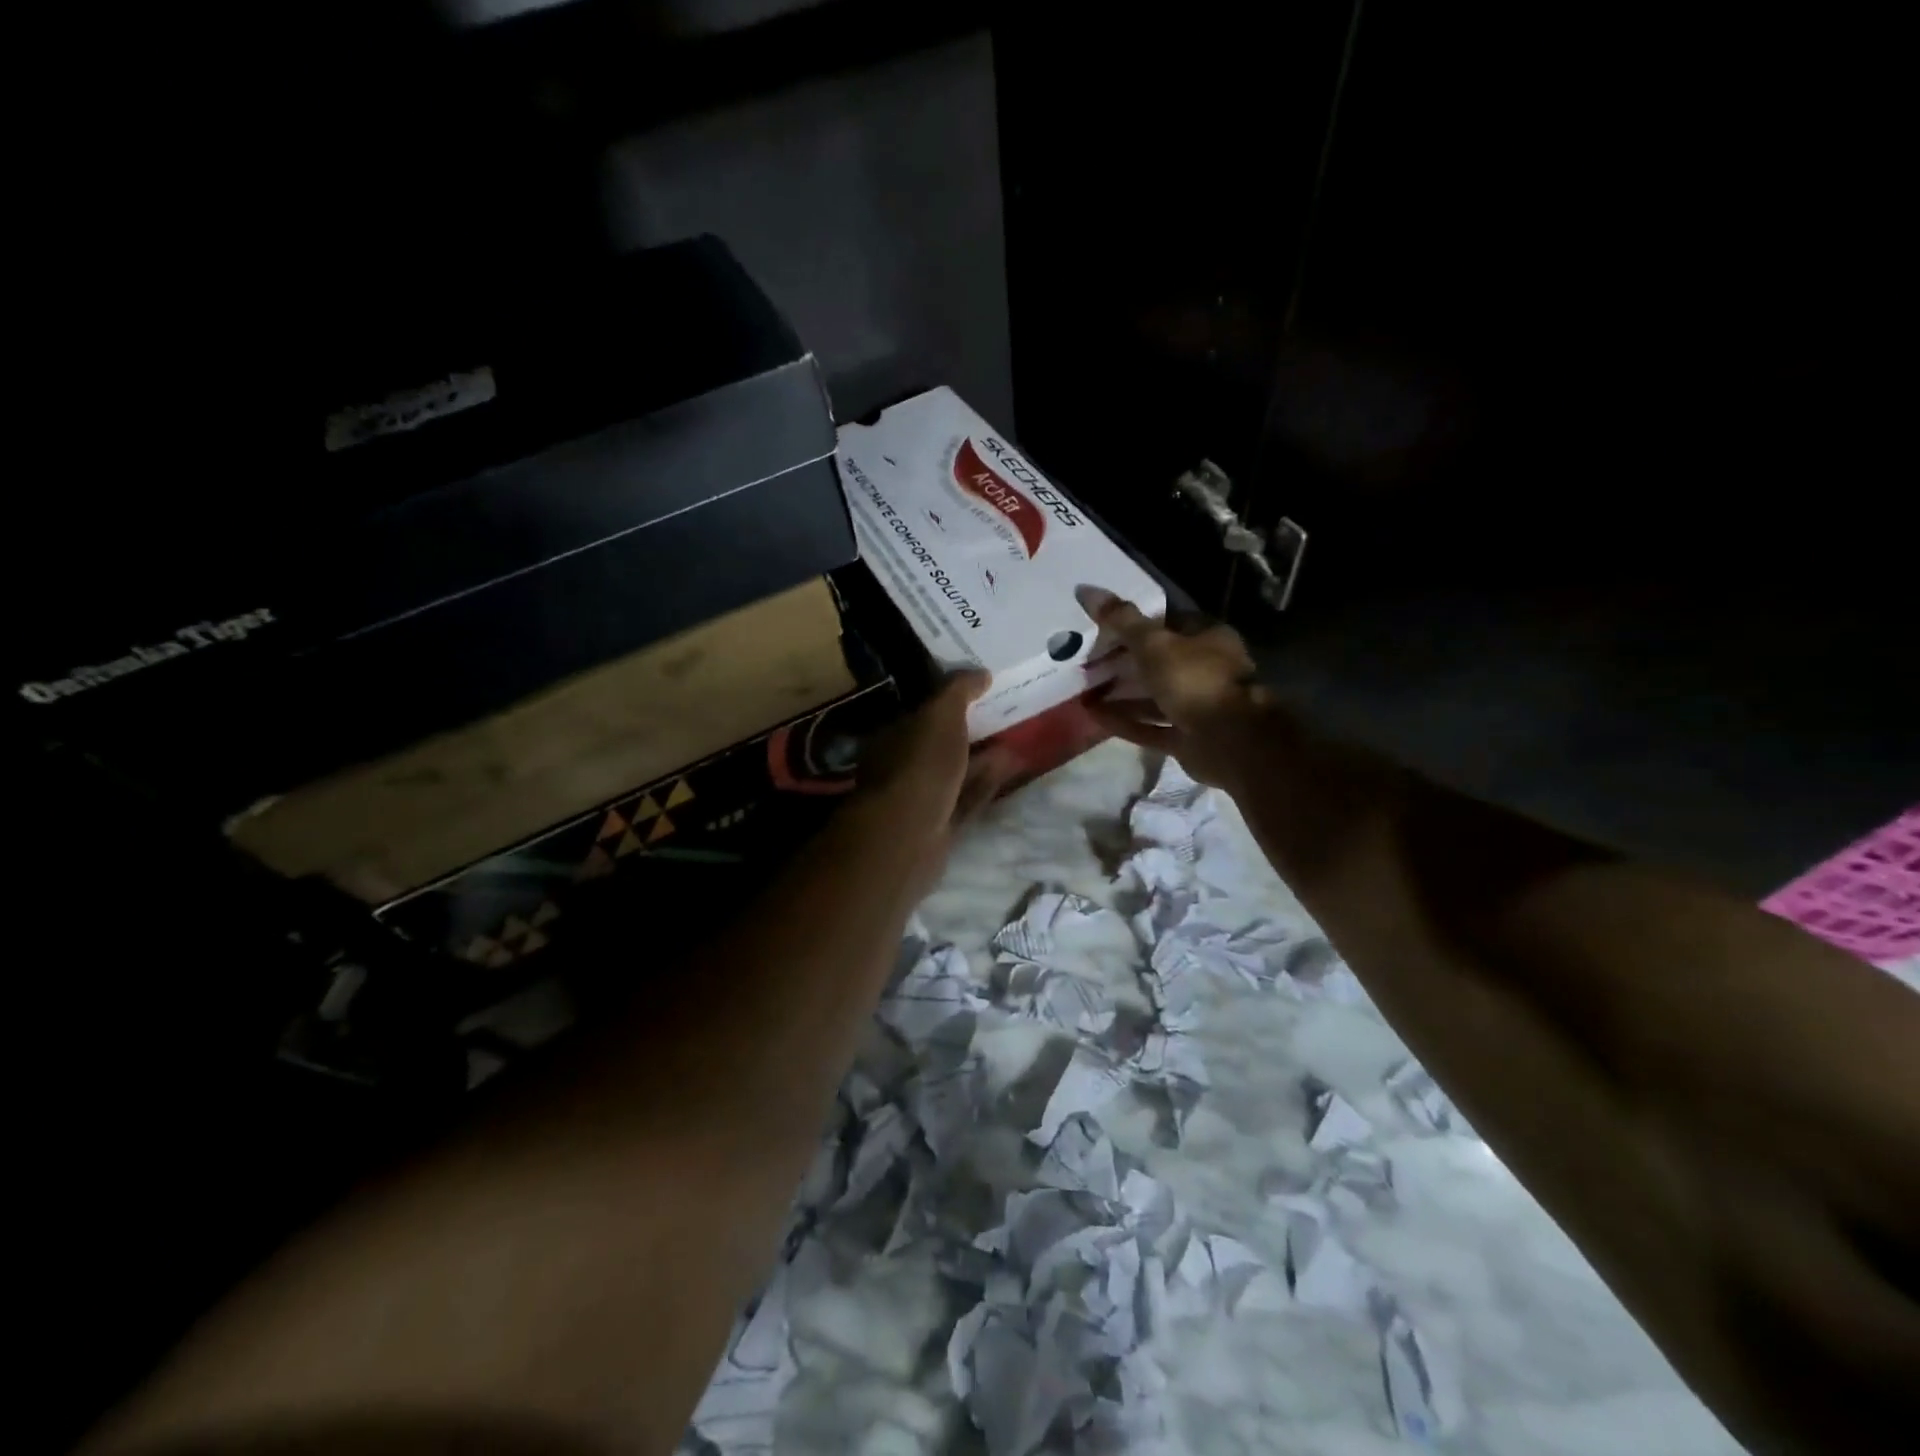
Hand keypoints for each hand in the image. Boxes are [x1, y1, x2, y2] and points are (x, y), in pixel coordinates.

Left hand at [850, 671, 1012, 897]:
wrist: (910, 834)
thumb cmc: (919, 765)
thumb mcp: (940, 715)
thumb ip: (958, 691)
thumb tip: (981, 673)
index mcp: (893, 735)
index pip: (921, 710)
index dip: (949, 698)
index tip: (981, 687)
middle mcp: (903, 765)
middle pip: (940, 742)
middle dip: (969, 729)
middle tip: (1004, 712)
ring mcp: (921, 797)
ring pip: (956, 771)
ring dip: (983, 757)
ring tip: (1016, 737)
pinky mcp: (942, 824)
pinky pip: (968, 797)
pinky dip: (988, 782)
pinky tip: (1011, 767)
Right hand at [1078, 587, 1272, 789]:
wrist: (1231, 741)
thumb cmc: (1195, 680)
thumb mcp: (1154, 644)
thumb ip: (1122, 620)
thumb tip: (1085, 589)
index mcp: (1208, 638)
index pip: (1168, 623)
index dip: (1134, 624)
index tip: (1101, 629)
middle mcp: (1205, 670)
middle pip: (1158, 662)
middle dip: (1124, 662)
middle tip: (1088, 662)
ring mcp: (1197, 706)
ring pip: (1153, 697)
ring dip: (1121, 694)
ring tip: (1084, 690)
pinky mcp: (1186, 738)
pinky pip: (1150, 726)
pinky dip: (1125, 721)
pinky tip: (1094, 716)